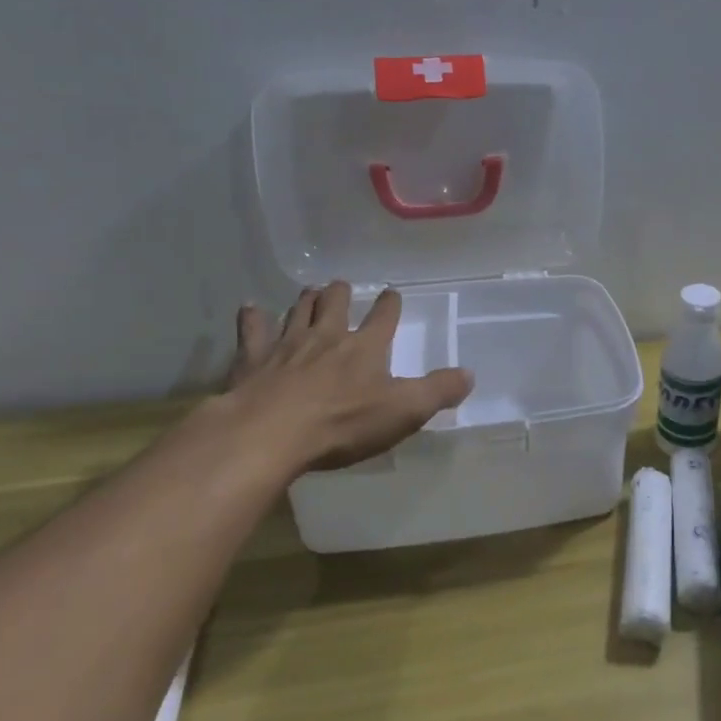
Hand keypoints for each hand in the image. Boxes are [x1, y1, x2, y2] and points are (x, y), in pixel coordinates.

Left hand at [225, 283, 472, 471]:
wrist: (270, 432)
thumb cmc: (342, 423)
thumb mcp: (404, 411)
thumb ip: (438, 391)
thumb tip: (470, 374)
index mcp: (365, 347)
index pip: (383, 317)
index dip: (390, 304)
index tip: (391, 293)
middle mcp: (327, 336)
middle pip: (335, 303)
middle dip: (340, 292)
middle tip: (341, 287)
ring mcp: (287, 344)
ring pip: (298, 310)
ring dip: (305, 299)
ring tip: (309, 292)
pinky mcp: (253, 358)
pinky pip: (253, 329)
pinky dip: (253, 317)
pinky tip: (251, 308)